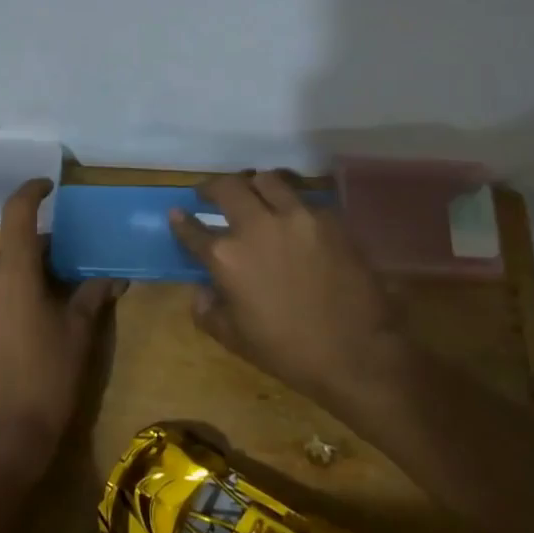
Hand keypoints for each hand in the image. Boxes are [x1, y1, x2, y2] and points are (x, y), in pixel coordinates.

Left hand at [0, 179, 124, 476]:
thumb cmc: (47, 380)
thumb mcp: (79, 334)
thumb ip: (93, 296)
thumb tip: (113, 277)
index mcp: (12, 272)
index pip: (17, 212)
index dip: (33, 191)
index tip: (49, 187)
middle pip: (12, 248)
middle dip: (39, 254)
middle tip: (66, 276)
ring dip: (19, 278)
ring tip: (44, 307)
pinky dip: (1, 297)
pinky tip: (18, 329)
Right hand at [169, 171, 402, 409]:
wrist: (356, 353)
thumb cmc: (289, 352)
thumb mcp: (235, 339)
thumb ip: (208, 310)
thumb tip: (202, 289)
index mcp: (227, 257)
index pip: (193, 230)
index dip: (181, 221)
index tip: (177, 213)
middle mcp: (257, 226)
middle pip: (227, 187)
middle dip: (212, 188)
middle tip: (210, 194)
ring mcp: (296, 216)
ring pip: (267, 179)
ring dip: (253, 185)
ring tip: (253, 195)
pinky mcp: (329, 218)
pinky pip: (303, 199)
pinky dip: (290, 203)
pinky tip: (292, 218)